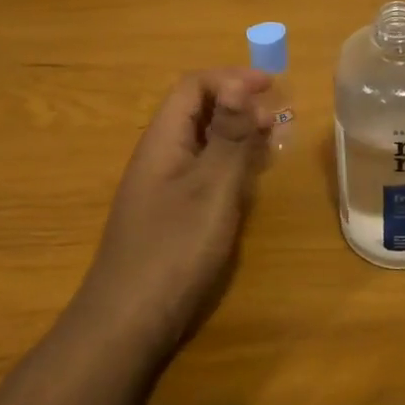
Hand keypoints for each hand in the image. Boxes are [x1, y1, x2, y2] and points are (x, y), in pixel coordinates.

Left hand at [73, 69, 272, 361]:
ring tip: (272, 142)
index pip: (194, 87)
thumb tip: (240, 83)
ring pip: (202, 143)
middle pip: (197, 111)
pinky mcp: (170, 216)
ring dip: (237, 135)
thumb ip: (229, 136)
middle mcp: (160, 157)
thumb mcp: (211, 189)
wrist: (127, 325)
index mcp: (163, 141)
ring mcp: (163, 188)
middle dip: (238, 105)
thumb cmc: (173, 251)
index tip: (272, 86)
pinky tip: (249, 181)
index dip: (232, 79)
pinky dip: (229, 166)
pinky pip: (203, 173)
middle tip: (277, 119)